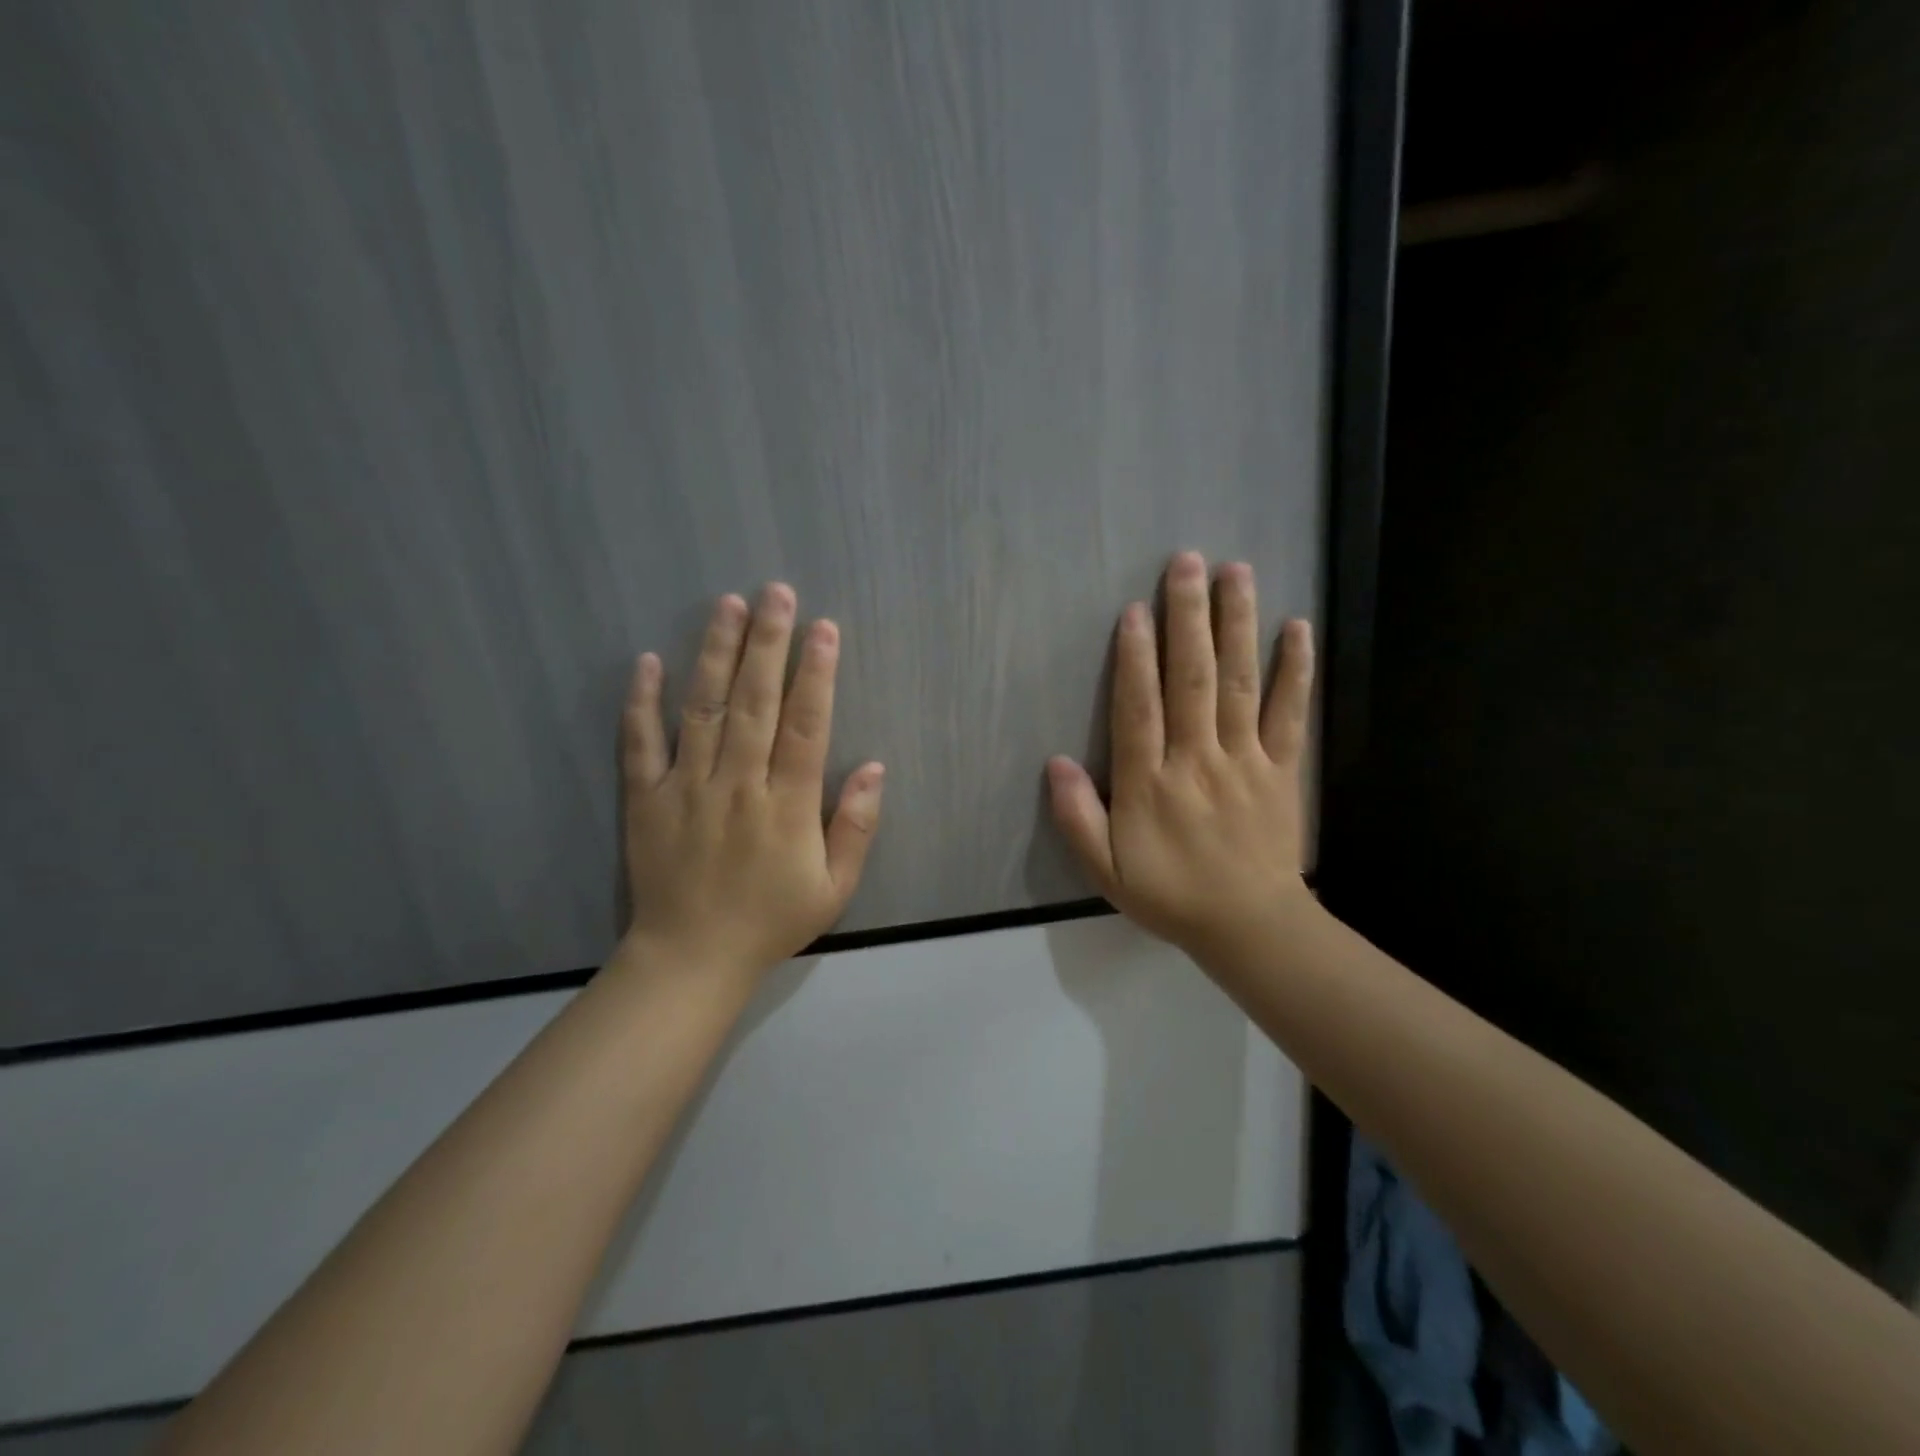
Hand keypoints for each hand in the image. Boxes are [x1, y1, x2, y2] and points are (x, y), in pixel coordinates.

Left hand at [621, 583, 884, 981]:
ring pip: (703, 710)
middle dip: (768, 643)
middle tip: (775, 592)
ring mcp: (688, 788)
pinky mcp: (647, 798)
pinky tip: (647, 661)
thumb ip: (856, 827)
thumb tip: (876, 768)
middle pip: (755, 703)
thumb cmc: (770, 921)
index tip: (823, 629)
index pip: (806, 727)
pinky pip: (642, 744)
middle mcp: (738, 785)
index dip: (817, 675)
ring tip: (726, 605)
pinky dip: (642, 703)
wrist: (690, 959)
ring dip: (715, 654)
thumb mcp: (834, 888)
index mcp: (787, 806)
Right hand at [1047, 552, 1314, 963]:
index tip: (1135, 610)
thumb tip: (1054, 763)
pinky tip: (1297, 627)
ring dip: (1236, 626)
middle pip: (1191, 679)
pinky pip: (1289, 713)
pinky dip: (1294, 670)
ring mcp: (1245, 760)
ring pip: (1238, 683)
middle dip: (1188, 618)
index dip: (1135, 658)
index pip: (1139, 709)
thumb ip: (1077, 818)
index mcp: (1150, 784)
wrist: (1250, 926)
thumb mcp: (1106, 870)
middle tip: (1186, 563)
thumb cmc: (1171, 895)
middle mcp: (1197, 760)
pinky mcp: (1282, 768)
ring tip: (1236, 573)